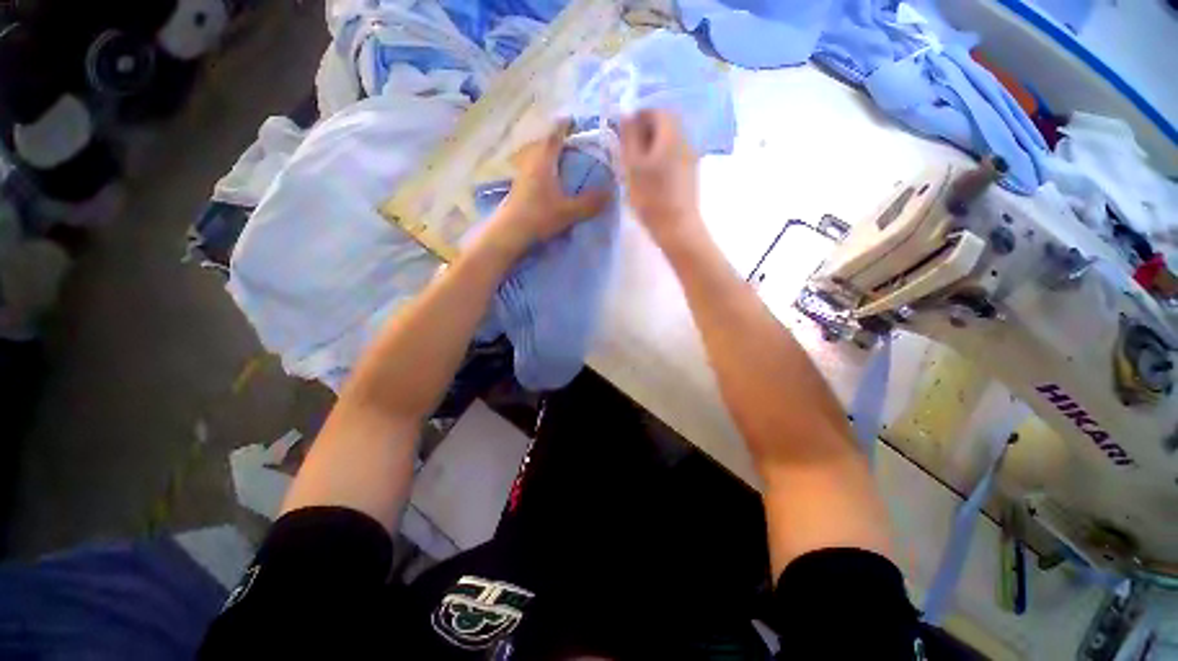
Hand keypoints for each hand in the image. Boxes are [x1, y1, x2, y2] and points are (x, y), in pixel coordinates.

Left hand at [487, 120, 611, 257]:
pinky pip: (531, 168)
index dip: (564, 126)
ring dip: (546, 154)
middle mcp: (531, 162)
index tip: (572, 119)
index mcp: (544, 162)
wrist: (510, 233)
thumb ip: (589, 203)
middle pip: (542, 143)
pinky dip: (541, 167)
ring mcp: (522, 174)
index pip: (554, 136)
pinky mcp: (518, 187)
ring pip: (535, 156)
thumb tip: (610, 193)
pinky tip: (547, 179)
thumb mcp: (568, 211)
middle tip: (569, 142)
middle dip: (555, 139)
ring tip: (559, 160)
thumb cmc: (539, 216)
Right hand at [620, 110, 702, 243]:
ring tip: (637, 166)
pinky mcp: (690, 173)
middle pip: (664, 124)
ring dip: (652, 147)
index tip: (623, 135)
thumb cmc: (651, 196)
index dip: (637, 117)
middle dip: (644, 132)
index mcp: (672, 134)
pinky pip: (673, 155)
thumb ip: (629, 137)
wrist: (676, 227)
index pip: (656, 110)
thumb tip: (627, 113)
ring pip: (669, 141)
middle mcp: (685, 139)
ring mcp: (690, 157)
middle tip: (629, 151)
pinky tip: (651, 177)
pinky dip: (660, 158)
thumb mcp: (633, 166)